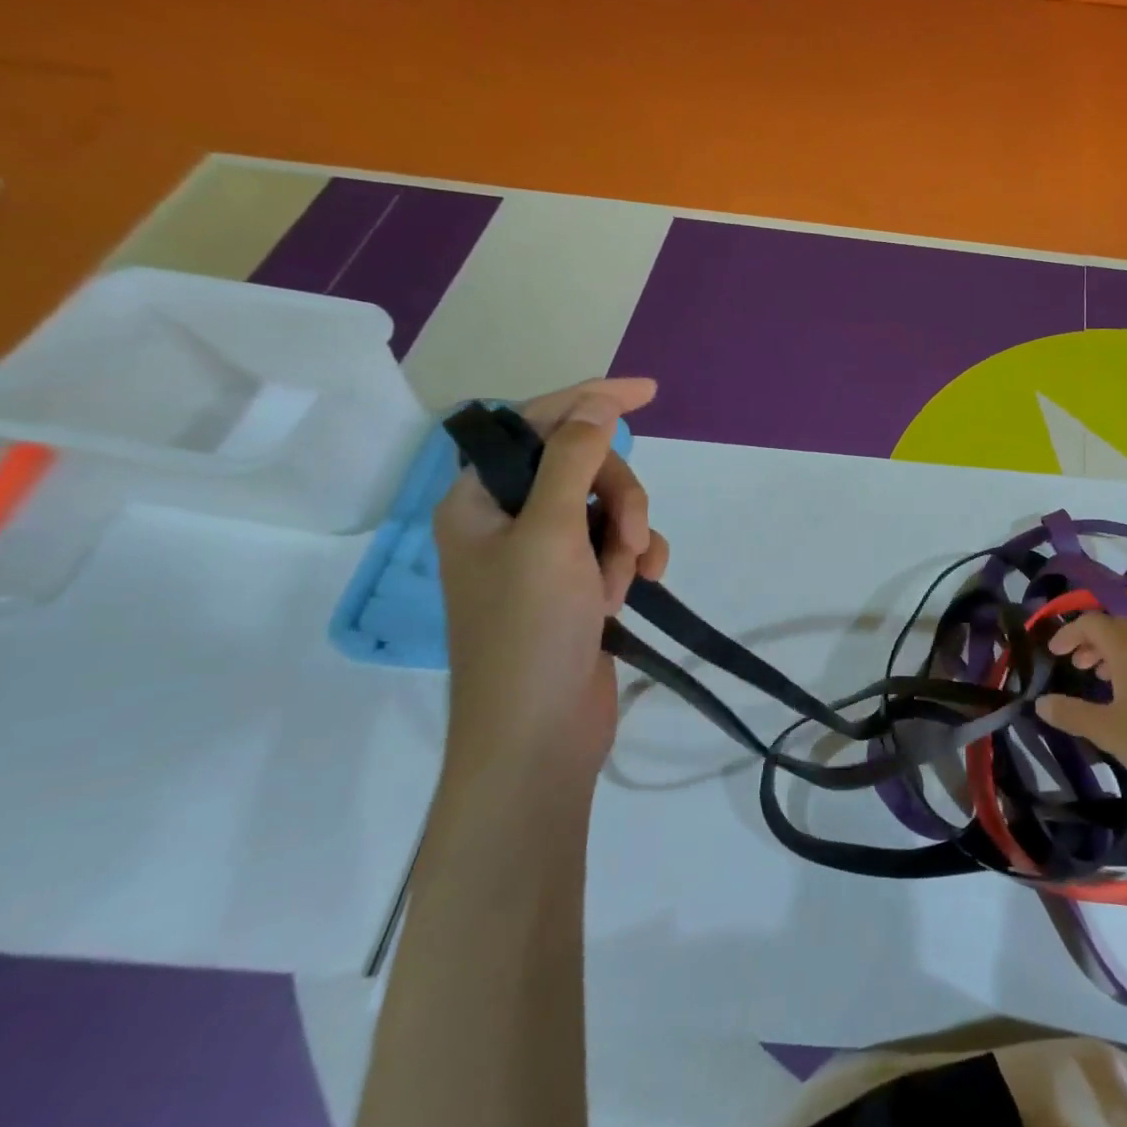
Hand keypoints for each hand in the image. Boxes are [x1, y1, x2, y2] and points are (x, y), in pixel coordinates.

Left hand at [433, 379, 668, 782]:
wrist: (539, 735)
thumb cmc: (530, 631)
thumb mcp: (550, 535)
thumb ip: (572, 460)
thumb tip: (596, 403)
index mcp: (480, 500)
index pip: (535, 426)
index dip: (589, 401)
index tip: (646, 392)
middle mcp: (510, 521)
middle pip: (584, 469)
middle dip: (618, 498)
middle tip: (625, 539)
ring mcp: (547, 556)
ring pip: (610, 509)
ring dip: (628, 537)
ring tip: (624, 581)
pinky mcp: (579, 585)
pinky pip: (621, 546)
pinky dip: (635, 561)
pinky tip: (639, 590)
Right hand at [1038, 613, 1126, 801]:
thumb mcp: (1107, 730)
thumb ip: (1071, 713)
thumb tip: (1040, 702)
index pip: (1093, 621)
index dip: (1069, 632)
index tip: (1053, 652)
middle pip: (1116, 627)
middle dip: (1090, 641)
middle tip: (1075, 665)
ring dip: (1113, 654)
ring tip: (1099, 680)